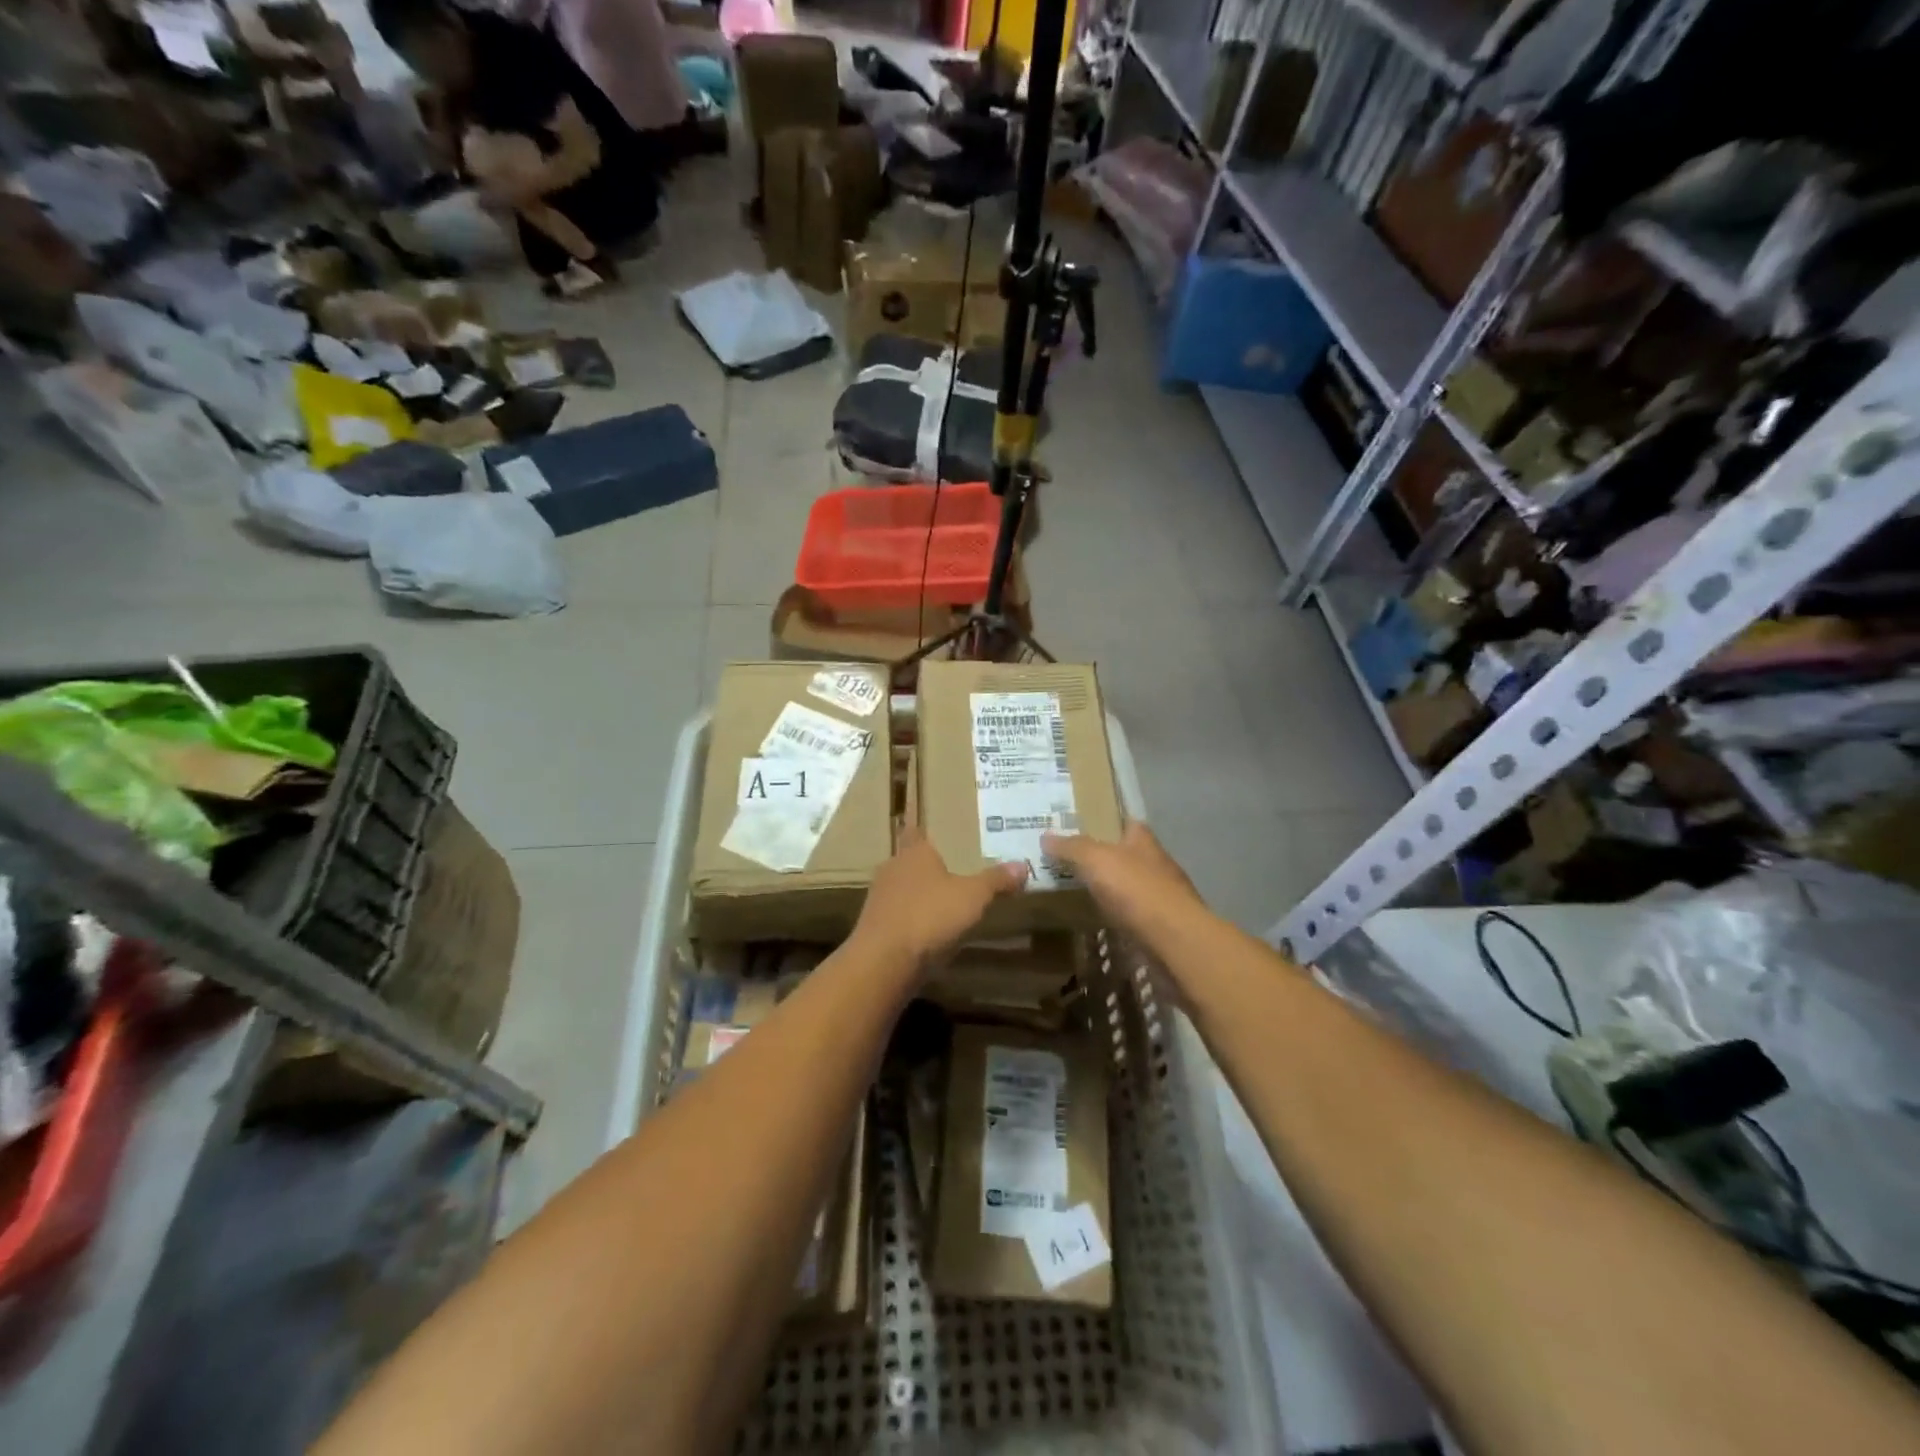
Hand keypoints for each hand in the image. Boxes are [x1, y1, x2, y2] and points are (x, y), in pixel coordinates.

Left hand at [852, 827, 1026, 968]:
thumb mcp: (973, 896)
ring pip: (901, 889)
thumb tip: (1023, 865)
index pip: (915, 831)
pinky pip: (897, 916)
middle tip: (950, 871)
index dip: (924, 831)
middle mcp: (892, 868)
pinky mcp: (874, 927)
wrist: (884, 961)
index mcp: (914, 852)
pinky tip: (927, 933)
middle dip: (926, 867)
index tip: (935, 832)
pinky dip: (910, 920)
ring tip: (941, 903)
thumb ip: (996, 880)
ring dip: (917, 896)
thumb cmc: (930, 915)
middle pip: (909, 861)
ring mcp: (879, 899)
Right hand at [1040, 823, 1204, 943]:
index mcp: (1143, 841)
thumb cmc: (1136, 890)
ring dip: (1112, 890)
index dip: (1105, 822)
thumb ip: (1071, 847)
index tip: (1080, 827)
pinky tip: (1101, 922)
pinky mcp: (1162, 926)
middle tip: (1071, 863)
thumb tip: (1046, 836)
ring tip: (1080, 893)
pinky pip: (1134, 915)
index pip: (1125, 822)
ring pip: (1132, 886)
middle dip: (1105, 858)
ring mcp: (1163, 896)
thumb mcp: (1095, 860)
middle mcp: (1157, 863)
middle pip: (1128, 854)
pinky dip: (1119, 916)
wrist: (1175, 940)